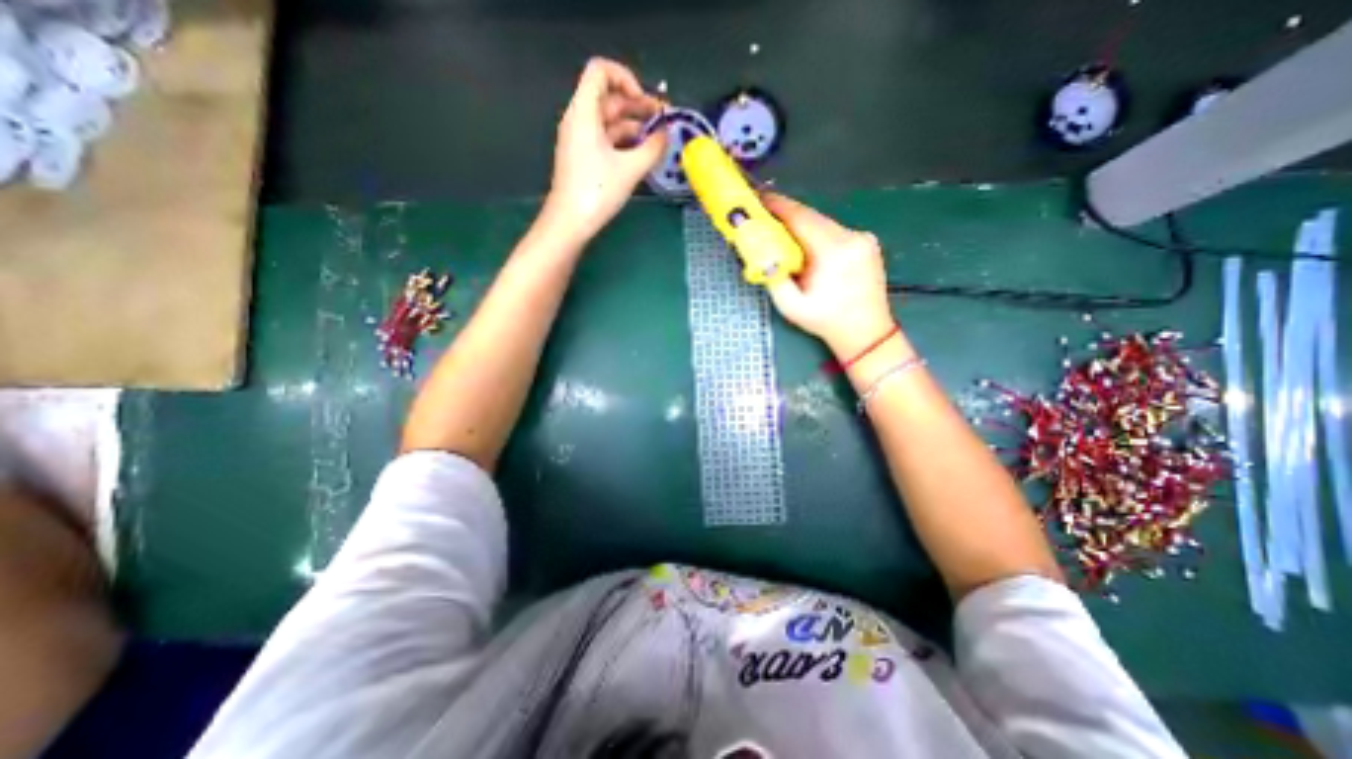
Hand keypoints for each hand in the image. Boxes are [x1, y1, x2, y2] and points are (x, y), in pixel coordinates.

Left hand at [539, 60, 663, 246]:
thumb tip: (667, 134)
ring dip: (634, 126)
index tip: (645, 102)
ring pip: (610, 122)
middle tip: (664, 121)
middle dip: (638, 106)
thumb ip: (652, 148)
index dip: (626, 78)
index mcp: (584, 112)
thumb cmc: (596, 191)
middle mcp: (580, 120)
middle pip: (609, 98)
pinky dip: (625, 142)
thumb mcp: (630, 169)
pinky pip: (606, 140)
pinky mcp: (584, 158)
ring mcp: (581, 140)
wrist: (569, 222)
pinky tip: (643, 155)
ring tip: (658, 140)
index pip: (601, 71)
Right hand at [759, 195, 894, 362]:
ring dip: (802, 225)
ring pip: (824, 223)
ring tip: (782, 231)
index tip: (758, 198)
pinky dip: (817, 234)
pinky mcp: (867, 242)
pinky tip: (806, 245)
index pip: (801, 218)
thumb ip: (773, 277)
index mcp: (833, 252)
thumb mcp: (791, 306)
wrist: (866, 332)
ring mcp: (863, 238)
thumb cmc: (826, 321)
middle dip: (787, 215)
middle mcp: (852, 237)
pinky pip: (834, 231)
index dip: (778, 206)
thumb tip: (760, 253)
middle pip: (812, 216)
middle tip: (764, 215)